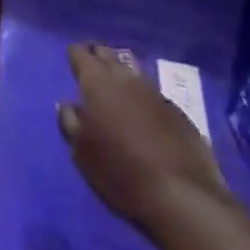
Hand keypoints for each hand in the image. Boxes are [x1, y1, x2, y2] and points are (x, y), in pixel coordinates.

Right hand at [58, 42, 224, 228]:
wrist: (182, 196)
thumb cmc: (121, 172)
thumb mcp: (83, 153)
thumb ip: (70, 123)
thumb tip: (67, 105)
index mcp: (97, 81)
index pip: (81, 53)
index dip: (75, 55)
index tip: (72, 61)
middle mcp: (125, 77)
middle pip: (107, 54)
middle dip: (98, 57)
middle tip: (92, 68)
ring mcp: (154, 92)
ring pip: (132, 70)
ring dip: (122, 73)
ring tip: (118, 86)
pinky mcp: (178, 111)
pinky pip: (153, 93)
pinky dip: (143, 97)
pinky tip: (145, 112)